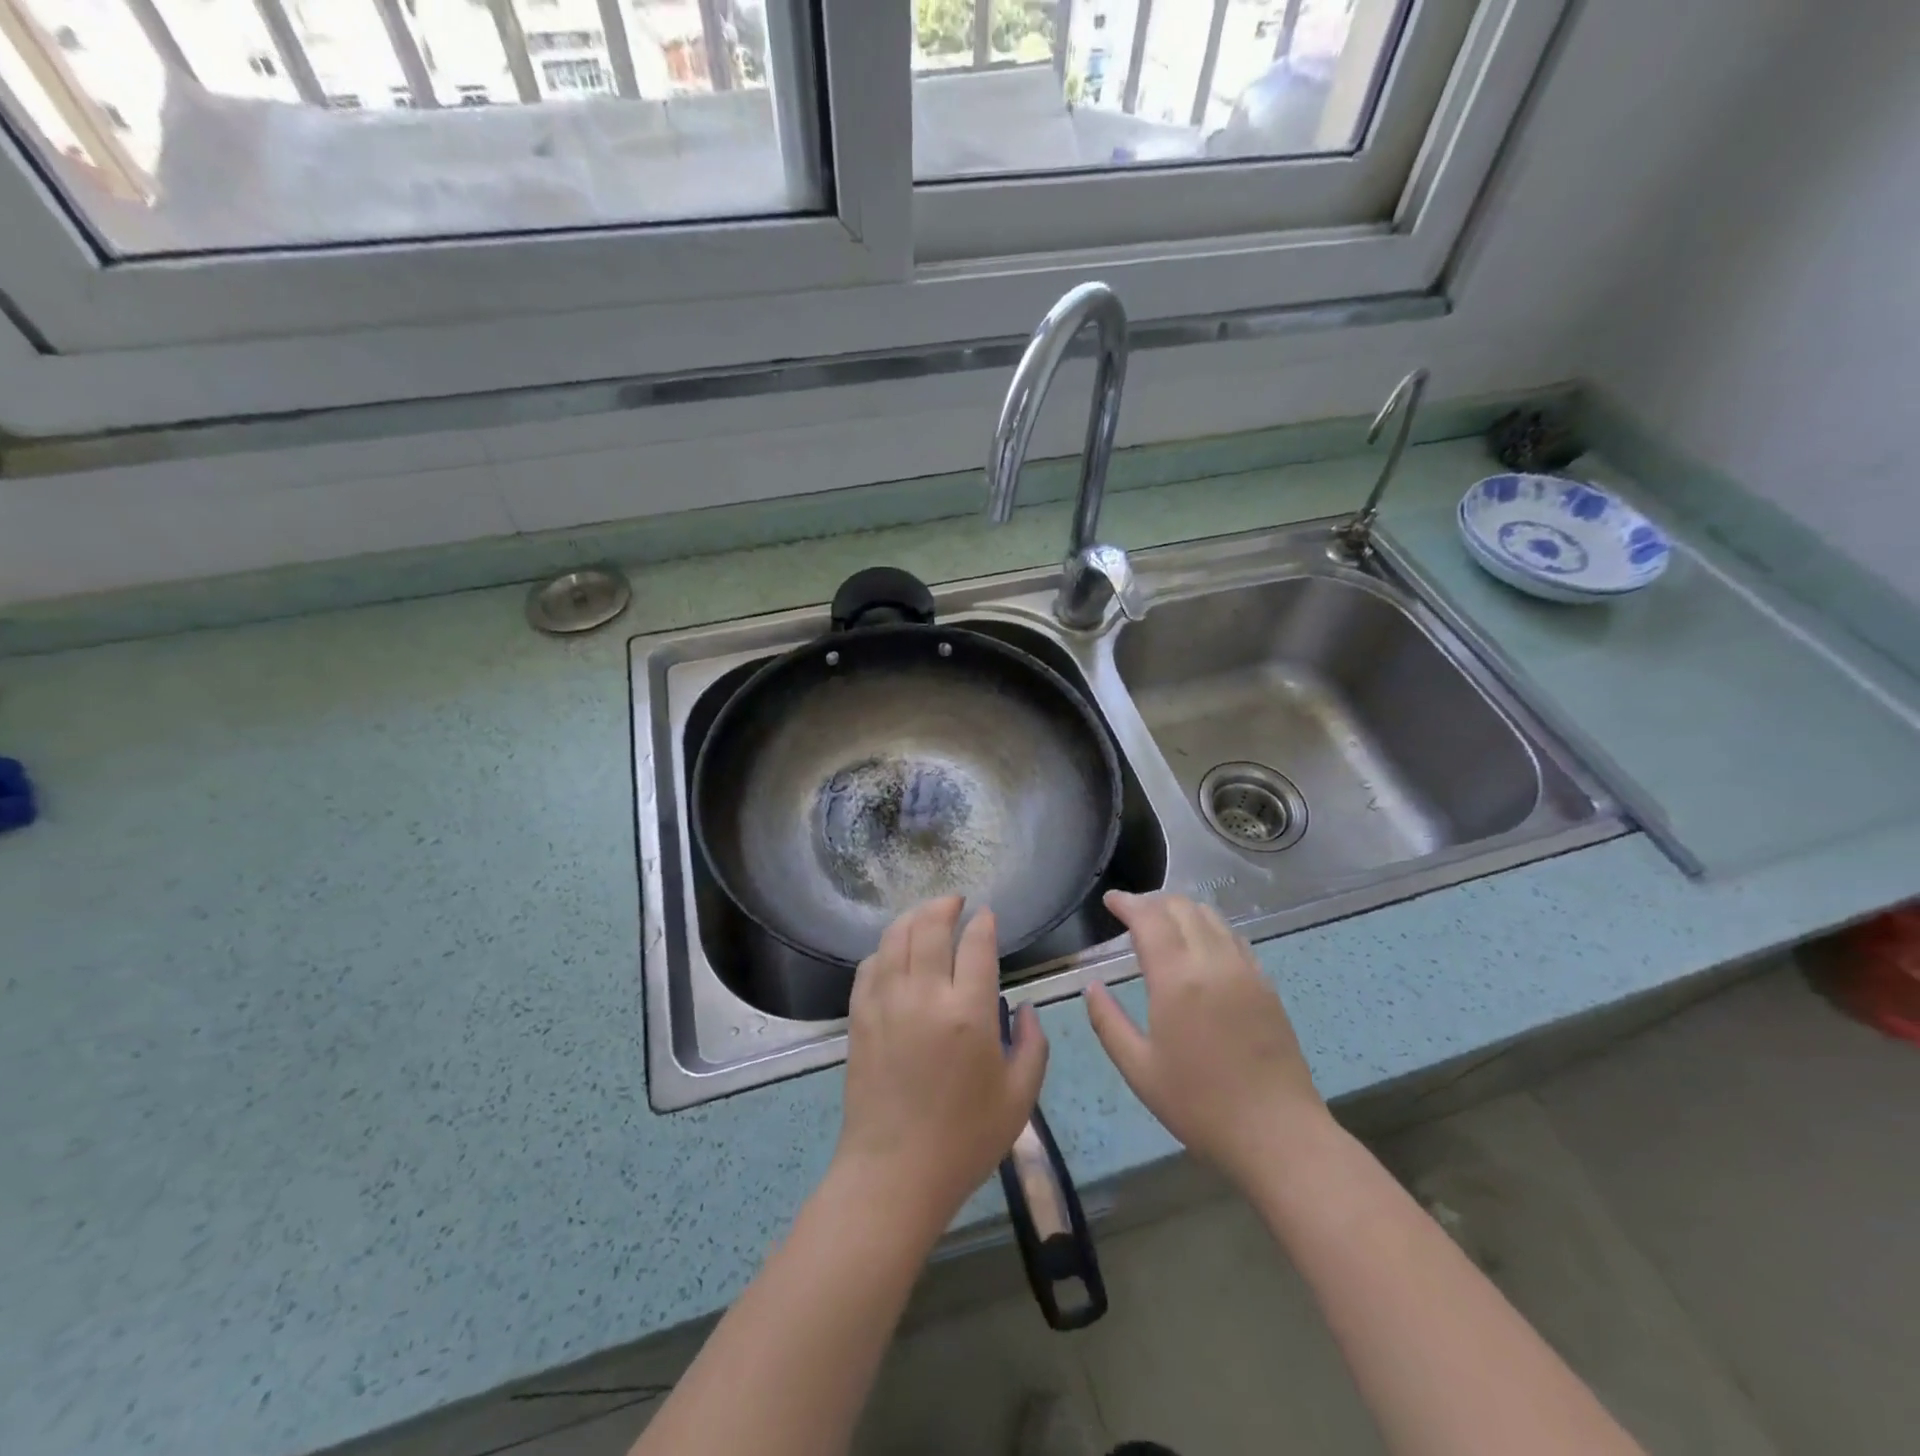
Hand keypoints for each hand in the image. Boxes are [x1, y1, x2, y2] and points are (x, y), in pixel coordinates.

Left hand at [834, 897, 1048, 1236]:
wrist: (894, 1174)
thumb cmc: (965, 1140)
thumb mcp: (1020, 1096)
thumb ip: (1034, 1044)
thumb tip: (1028, 1007)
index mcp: (969, 1012)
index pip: (976, 944)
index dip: (983, 922)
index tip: (987, 915)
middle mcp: (925, 995)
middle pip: (931, 926)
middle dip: (945, 905)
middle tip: (956, 902)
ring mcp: (886, 1002)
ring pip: (896, 937)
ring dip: (913, 917)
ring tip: (927, 914)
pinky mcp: (860, 1017)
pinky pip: (869, 965)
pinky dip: (884, 948)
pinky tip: (894, 951)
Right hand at [1085, 891, 1328, 1188]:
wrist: (1278, 1135)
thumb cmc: (1199, 1105)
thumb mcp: (1139, 1070)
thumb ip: (1107, 1022)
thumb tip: (1091, 987)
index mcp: (1177, 979)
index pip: (1149, 918)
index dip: (1127, 903)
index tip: (1110, 900)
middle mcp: (1213, 962)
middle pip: (1181, 907)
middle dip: (1152, 901)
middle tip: (1130, 913)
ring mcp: (1245, 970)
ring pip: (1211, 916)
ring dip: (1181, 910)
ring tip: (1162, 924)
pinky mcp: (1265, 984)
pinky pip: (1233, 937)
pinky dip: (1209, 927)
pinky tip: (1200, 946)